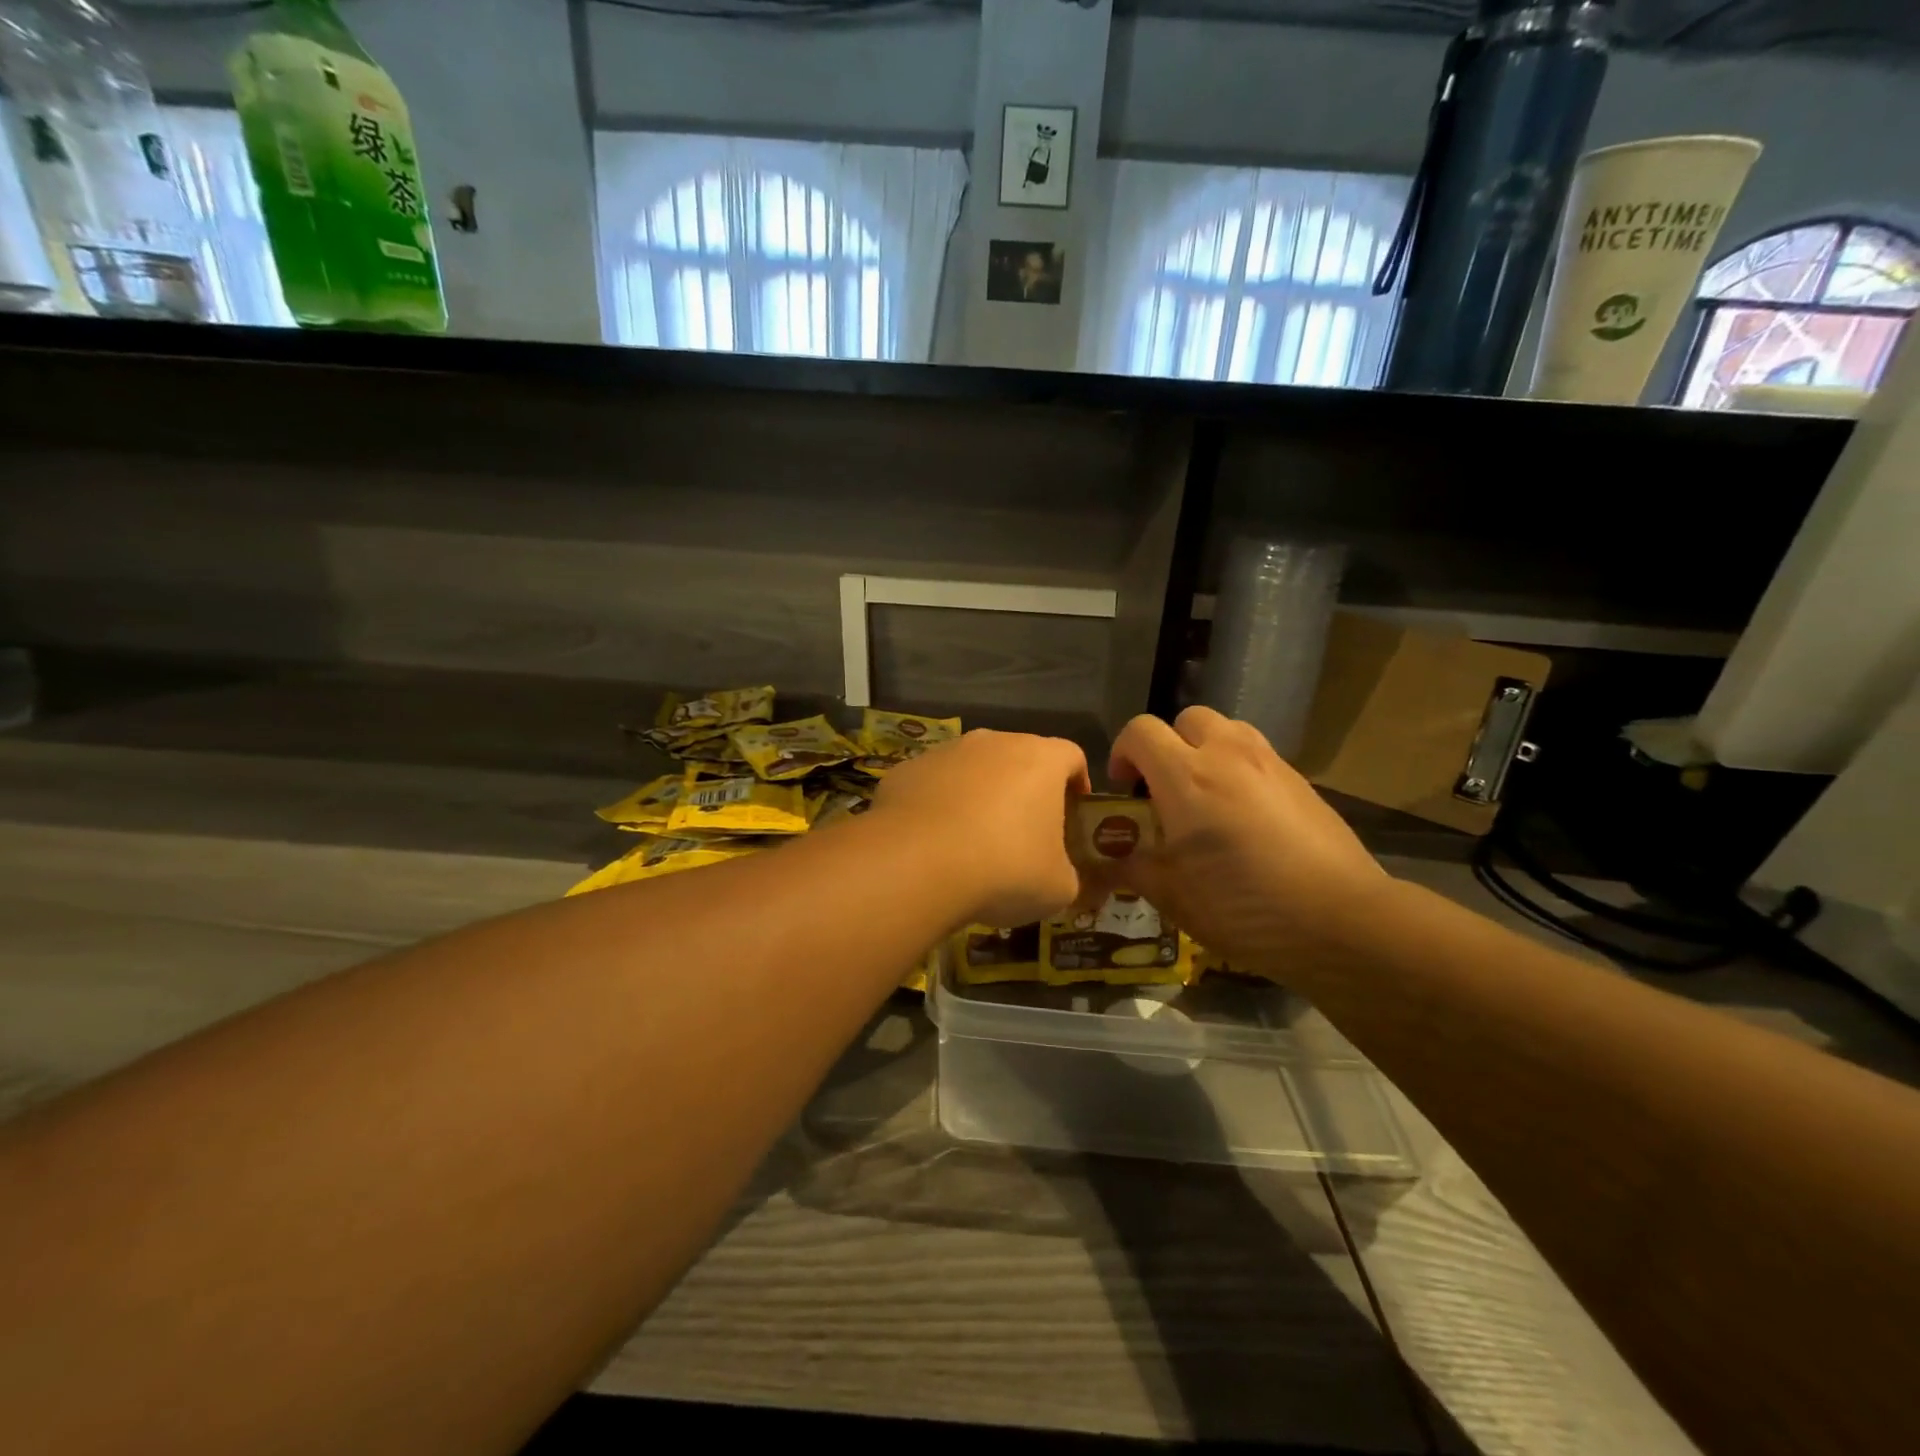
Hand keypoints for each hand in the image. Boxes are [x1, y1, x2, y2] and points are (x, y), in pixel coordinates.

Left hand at [871, 729, 1091, 927]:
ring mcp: (945, 752)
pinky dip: (937, 806)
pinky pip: (932, 785)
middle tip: (1024, 829)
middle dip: (1024, 788)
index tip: (1075, 808)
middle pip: (1019, 757)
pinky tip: (932, 842)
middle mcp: (994, 742)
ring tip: (973, 839)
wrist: (917, 864)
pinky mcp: (906, 770)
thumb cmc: (1004, 868)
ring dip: (978, 794)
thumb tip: (1058, 876)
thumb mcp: (1057, 888)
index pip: (1071, 756)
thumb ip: (1066, 874)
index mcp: (1040, 759)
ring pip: (972, 769)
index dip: (1077, 780)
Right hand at [1107, 707, 1391, 971]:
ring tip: (1207, 798)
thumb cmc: (1243, 906)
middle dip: (1168, 746)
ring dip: (1207, 751)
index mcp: (1186, 777)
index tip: (1125, 790)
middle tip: (1166, 791)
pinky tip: (1247, 820)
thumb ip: (1132, 867)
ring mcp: (1271, 764)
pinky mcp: (1303, 782)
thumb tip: (1105, 862)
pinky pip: (1259, 757)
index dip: (1122, 754)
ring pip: (1228, 730)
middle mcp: (1227, 756)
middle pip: (1187, 719)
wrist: (1341, 920)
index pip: (1140, 731)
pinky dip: (1241, 771)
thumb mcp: (1172, 895)